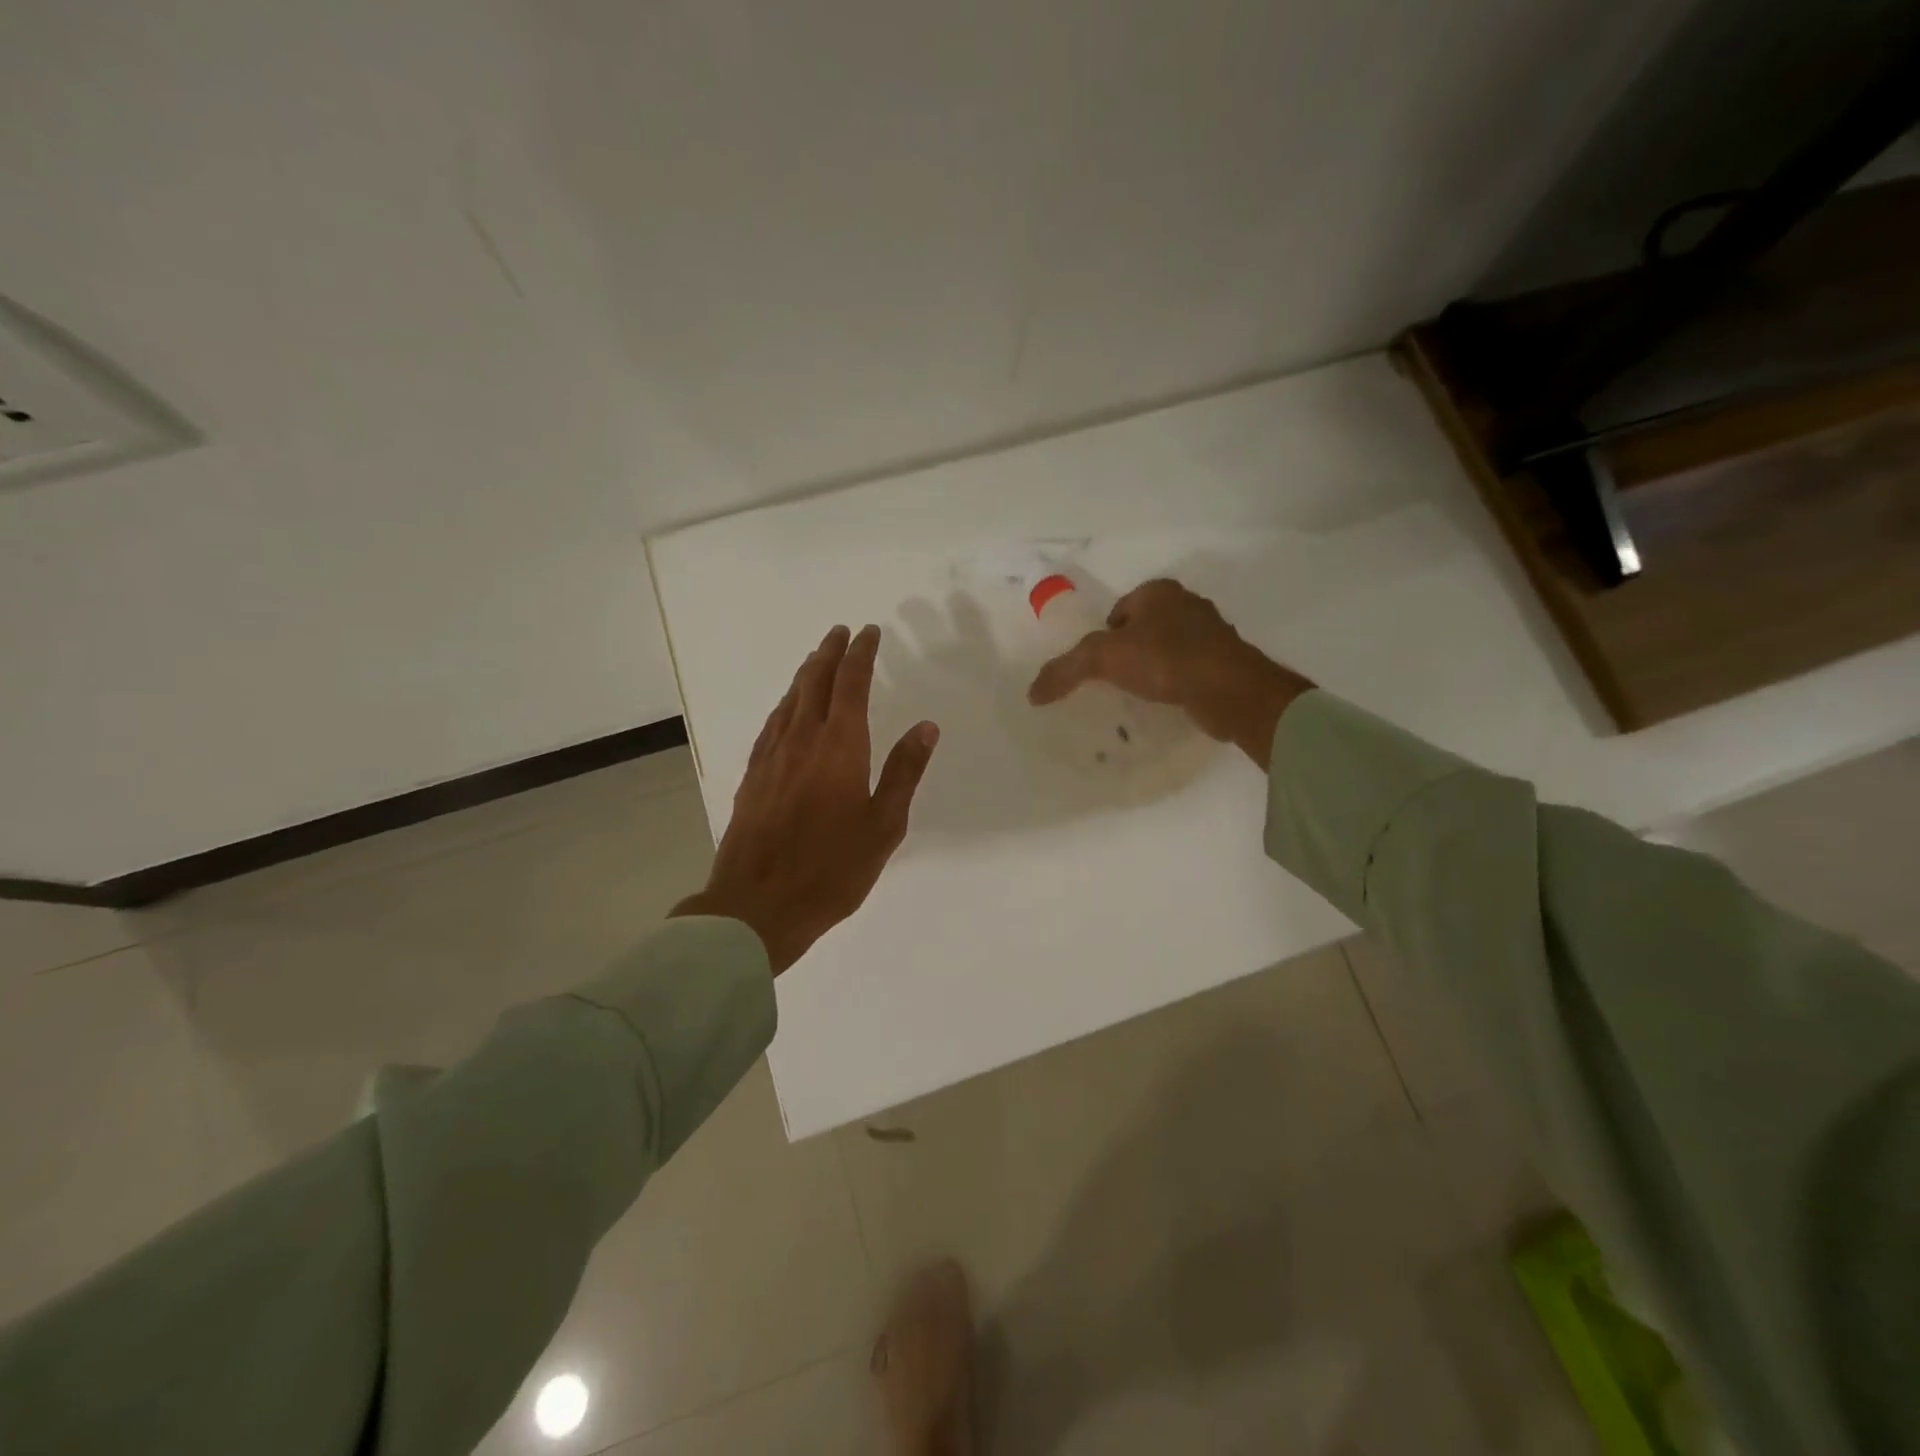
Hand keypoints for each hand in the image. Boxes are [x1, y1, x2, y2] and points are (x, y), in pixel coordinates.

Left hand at [673, 625, 939, 974]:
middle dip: (830, 653)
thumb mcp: (884, 826)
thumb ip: (904, 772)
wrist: (758, 905)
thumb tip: (926, 726)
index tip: (869, 632)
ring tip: (817, 659)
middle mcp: (802, 741)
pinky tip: (787, 709)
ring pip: (790, 701)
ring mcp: (772, 757)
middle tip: (842, 632)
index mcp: (840, 748)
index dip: (860, 654)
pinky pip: (771, 725)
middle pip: (815, 683)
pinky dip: (785, 705)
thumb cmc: (832, 870)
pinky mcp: (754, 777)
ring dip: (806, 674)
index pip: (851, 684)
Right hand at [1027, 579, 1313, 765]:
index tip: (1099, 665)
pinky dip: (1175, 682)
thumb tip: (1033, 692)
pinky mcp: (1225, 662)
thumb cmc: (1164, 659)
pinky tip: (1168, 701)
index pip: (1119, 610)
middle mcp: (1187, 605)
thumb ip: (1066, 670)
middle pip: (1143, 628)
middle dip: (1129, 651)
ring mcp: (1211, 633)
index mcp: (1159, 592)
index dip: (1104, 636)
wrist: (1229, 689)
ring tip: (1140, 694)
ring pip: (1168, 648)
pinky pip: (1188, 669)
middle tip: (1115, 681)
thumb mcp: (1103, 659)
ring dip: (1154, 667)